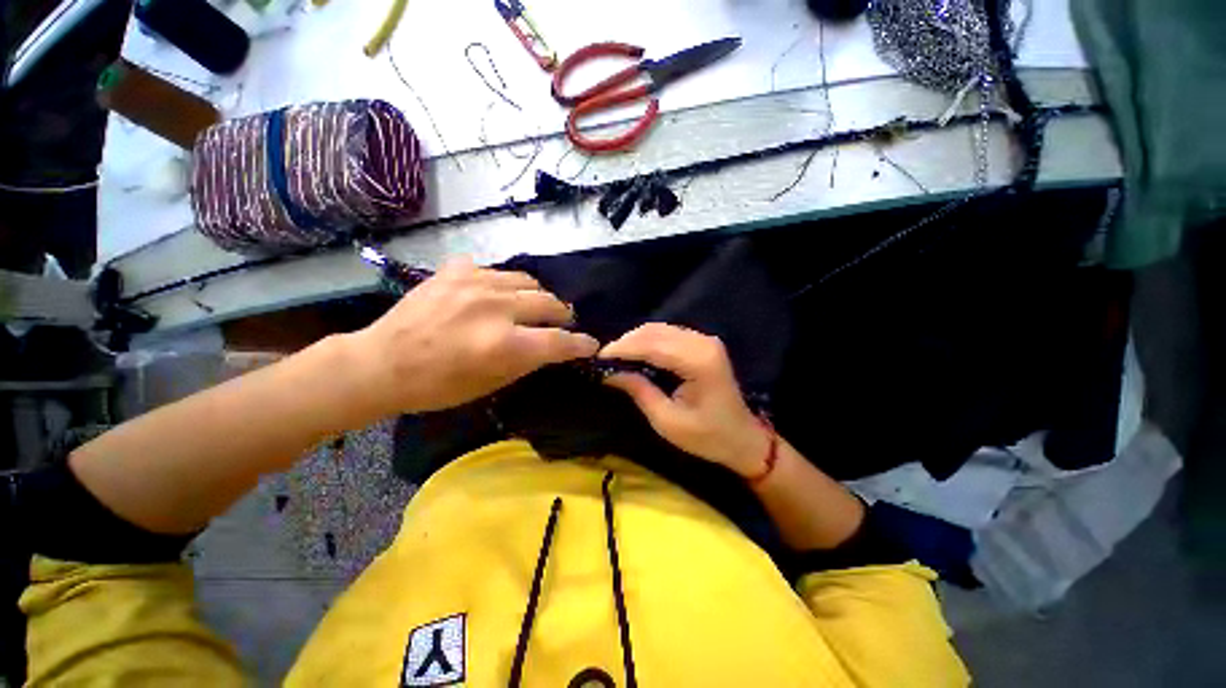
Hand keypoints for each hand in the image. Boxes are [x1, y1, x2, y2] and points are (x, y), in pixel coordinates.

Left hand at [348, 257, 598, 414]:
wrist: (381, 362)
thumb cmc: (438, 386)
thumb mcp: (491, 385)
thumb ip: (529, 361)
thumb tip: (554, 347)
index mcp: (504, 344)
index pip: (559, 341)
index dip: (580, 344)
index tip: (590, 345)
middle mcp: (495, 307)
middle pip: (549, 303)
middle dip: (562, 316)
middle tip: (560, 324)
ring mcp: (475, 282)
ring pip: (528, 281)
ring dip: (536, 297)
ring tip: (530, 307)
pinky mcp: (456, 269)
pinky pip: (496, 271)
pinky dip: (504, 285)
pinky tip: (494, 296)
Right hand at [599, 323, 767, 475]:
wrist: (743, 438)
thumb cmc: (707, 437)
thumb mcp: (667, 421)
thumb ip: (639, 391)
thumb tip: (609, 373)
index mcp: (698, 362)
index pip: (652, 345)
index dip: (623, 349)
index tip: (599, 357)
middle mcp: (703, 343)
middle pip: (655, 332)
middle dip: (626, 342)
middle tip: (604, 359)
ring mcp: (705, 340)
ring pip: (660, 329)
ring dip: (635, 340)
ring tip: (616, 357)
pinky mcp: (703, 343)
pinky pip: (668, 334)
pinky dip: (648, 341)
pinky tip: (636, 353)